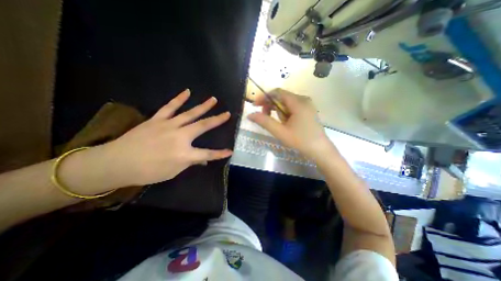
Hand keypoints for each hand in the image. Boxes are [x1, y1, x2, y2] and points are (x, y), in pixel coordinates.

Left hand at [105, 89, 232, 186]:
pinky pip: (170, 107)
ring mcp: (169, 125)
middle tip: (227, 113)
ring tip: (213, 99)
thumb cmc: (147, 172)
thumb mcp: (173, 171)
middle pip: (203, 126)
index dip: (220, 153)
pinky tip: (187, 92)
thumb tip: (203, 159)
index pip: (207, 154)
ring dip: (203, 106)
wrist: (116, 163)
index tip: (230, 151)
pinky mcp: (157, 119)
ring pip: (190, 113)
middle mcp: (180, 136)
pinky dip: (179, 99)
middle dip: (217, 120)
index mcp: (184, 153)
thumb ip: (190, 162)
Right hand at [246, 89, 331, 160]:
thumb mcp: (280, 132)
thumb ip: (264, 121)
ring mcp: (307, 105)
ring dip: (279, 112)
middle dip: (271, 106)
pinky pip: (292, 107)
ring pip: (286, 103)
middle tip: (265, 118)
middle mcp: (303, 99)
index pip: (277, 92)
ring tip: (281, 125)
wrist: (320, 150)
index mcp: (298, 102)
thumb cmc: (300, 141)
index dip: (264, 97)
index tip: (255, 106)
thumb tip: (250, 115)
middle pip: (281, 97)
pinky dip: (285, 114)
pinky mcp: (308, 110)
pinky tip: (287, 124)